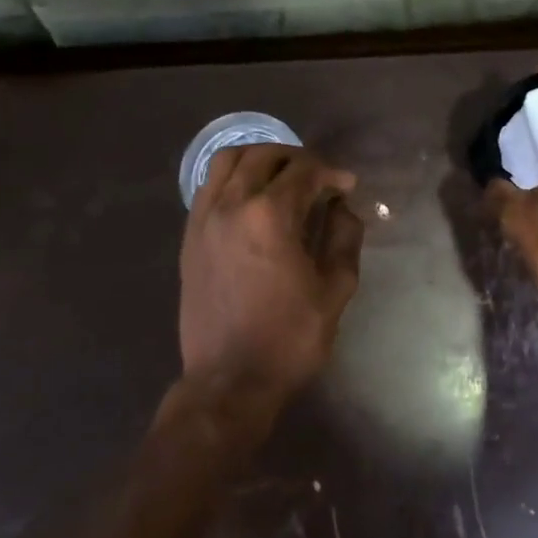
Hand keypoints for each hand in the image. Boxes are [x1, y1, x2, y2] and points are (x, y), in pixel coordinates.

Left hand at [179, 143, 363, 403]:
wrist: (229, 382)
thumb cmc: (289, 339)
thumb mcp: (335, 290)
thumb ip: (344, 238)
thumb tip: (342, 208)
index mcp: (270, 215)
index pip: (304, 171)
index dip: (331, 173)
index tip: (347, 186)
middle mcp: (232, 205)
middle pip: (263, 155)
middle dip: (296, 158)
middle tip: (317, 177)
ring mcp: (204, 219)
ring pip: (227, 161)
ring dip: (258, 158)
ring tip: (280, 176)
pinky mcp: (189, 236)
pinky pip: (207, 186)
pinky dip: (231, 178)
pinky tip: (249, 197)